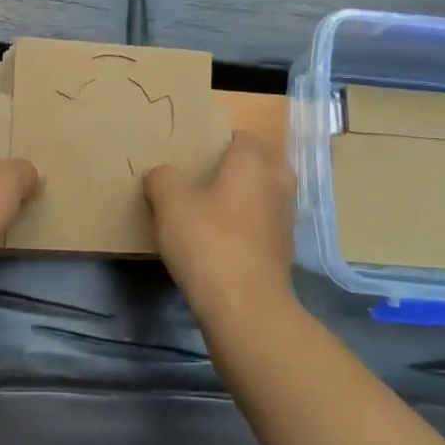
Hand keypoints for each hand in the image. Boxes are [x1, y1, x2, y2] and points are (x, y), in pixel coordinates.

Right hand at [145, 132, 297, 324]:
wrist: (246, 308)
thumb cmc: (209, 242)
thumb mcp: (170, 204)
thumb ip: (162, 179)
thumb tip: (161, 173)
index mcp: (253, 162)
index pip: (244, 136)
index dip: (221, 139)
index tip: (196, 149)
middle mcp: (276, 184)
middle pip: (261, 162)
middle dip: (239, 165)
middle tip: (205, 174)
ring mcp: (284, 220)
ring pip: (265, 194)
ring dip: (245, 196)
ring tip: (211, 205)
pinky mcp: (282, 251)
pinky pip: (263, 223)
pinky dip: (247, 224)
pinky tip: (220, 237)